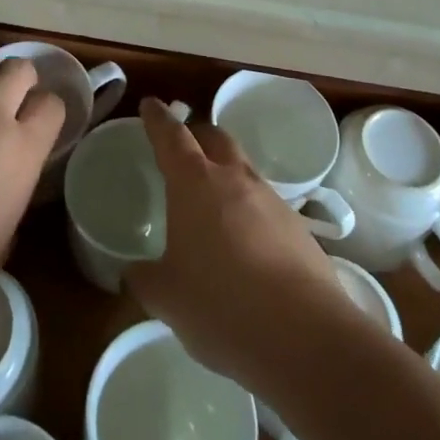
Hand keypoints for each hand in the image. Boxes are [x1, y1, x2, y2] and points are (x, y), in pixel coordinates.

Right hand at [125, 96, 351, 389]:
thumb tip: (134, 272)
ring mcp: (271, 200)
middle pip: (216, 138)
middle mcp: (234, 178)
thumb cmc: (221, 305)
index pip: (172, 136)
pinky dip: (250, 213)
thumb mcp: (168, 298)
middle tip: (184, 149)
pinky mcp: (298, 228)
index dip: (158, 119)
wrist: (304, 335)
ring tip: (212, 207)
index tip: (151, 104)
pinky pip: (265, 206)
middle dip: (198, 136)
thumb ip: (145, 279)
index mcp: (194, 182)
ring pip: (243, 170)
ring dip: (227, 176)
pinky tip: (245, 247)